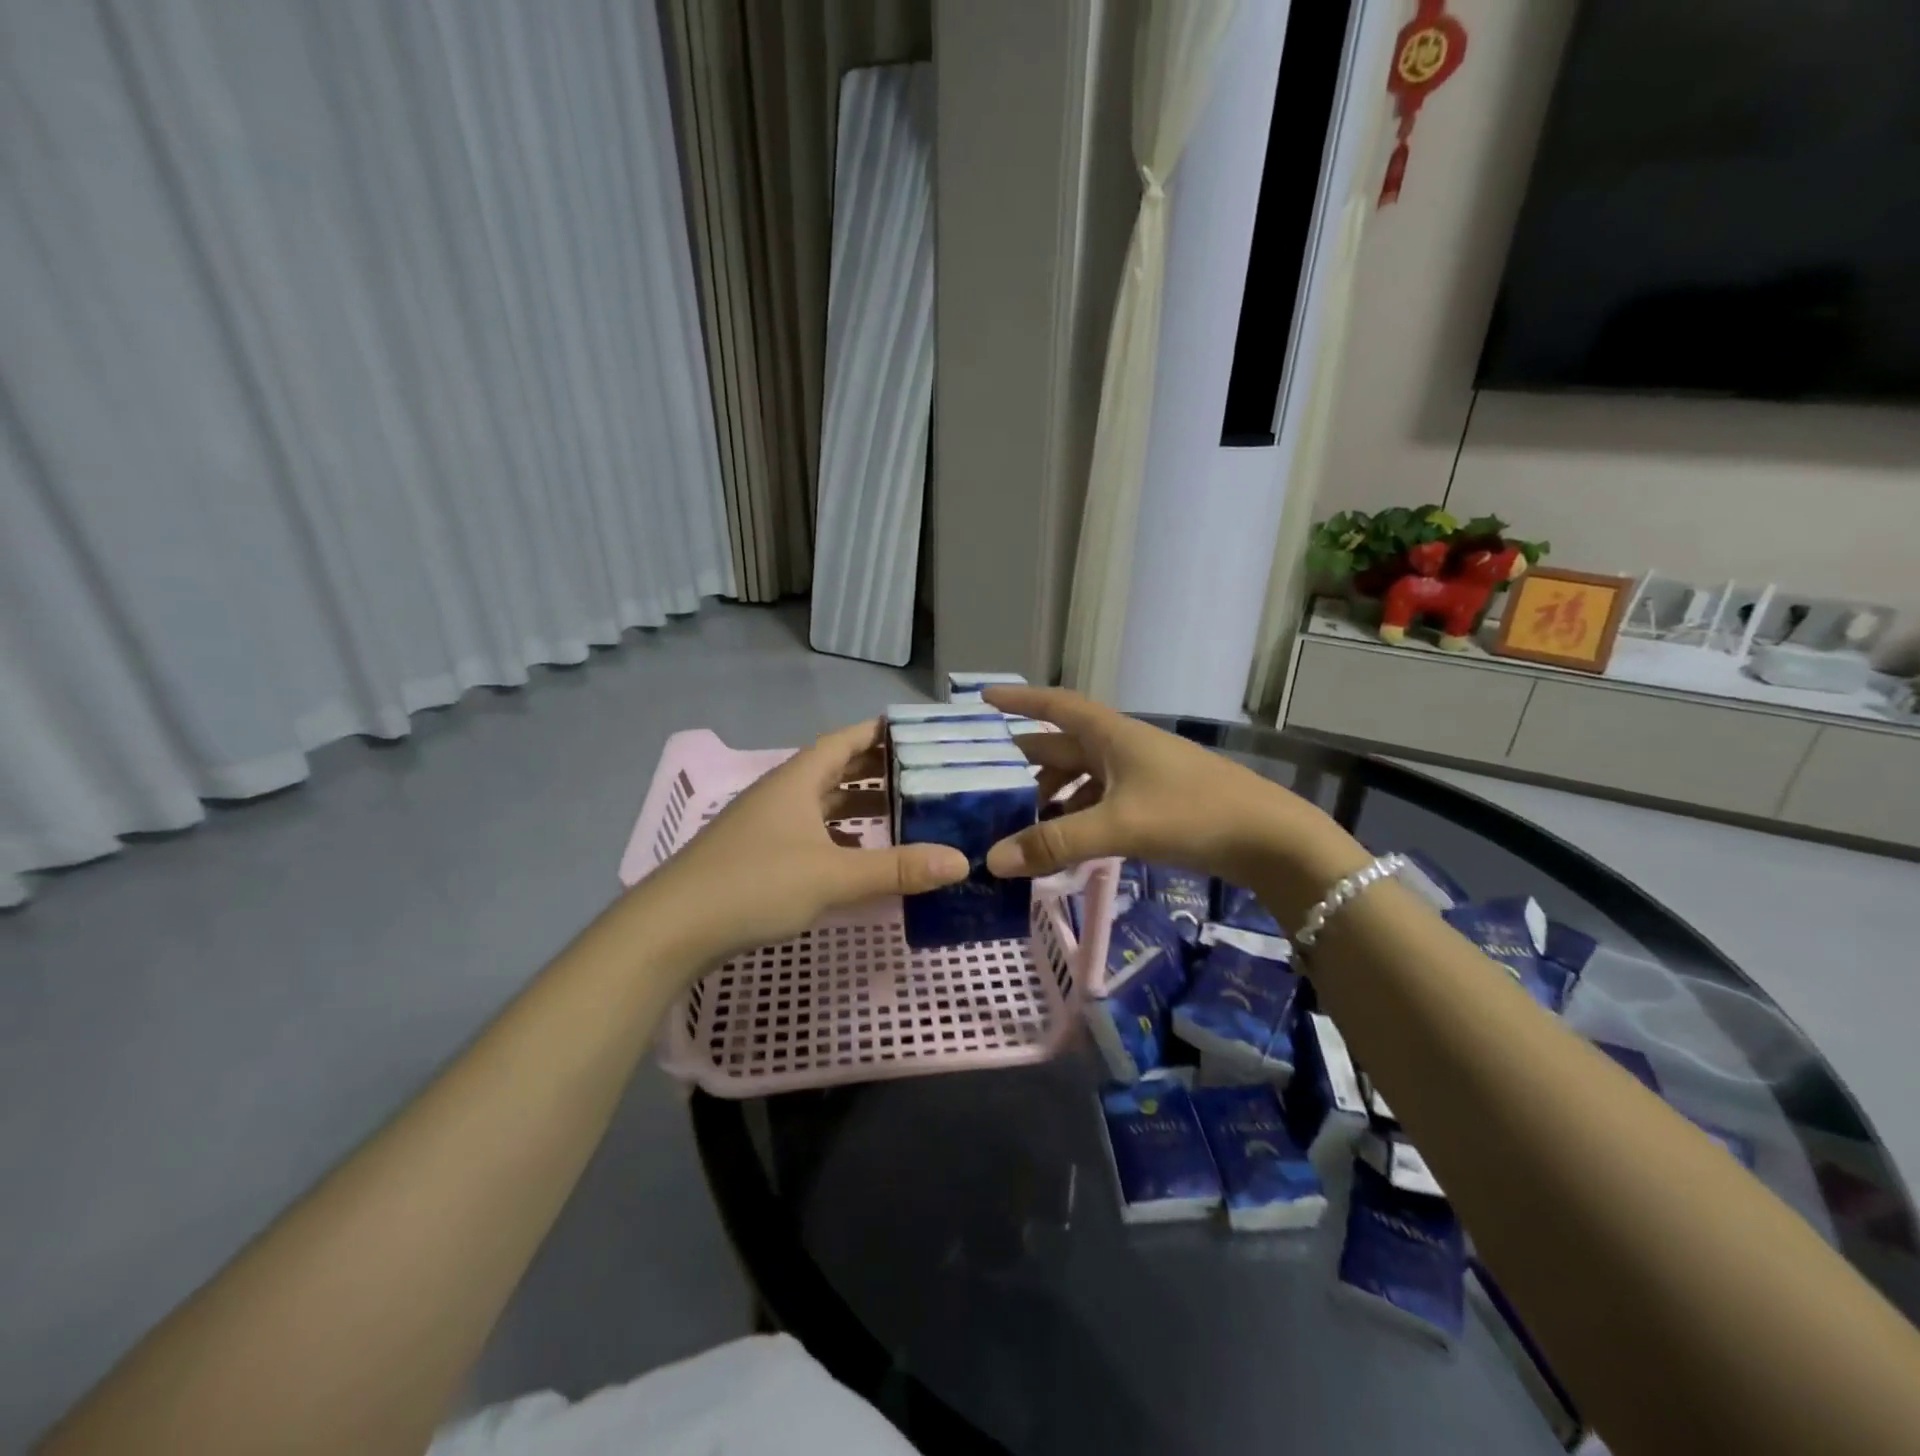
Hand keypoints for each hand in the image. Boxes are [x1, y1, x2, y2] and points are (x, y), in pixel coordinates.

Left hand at [634, 721, 968, 966]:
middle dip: (878, 771)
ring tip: (903, 815)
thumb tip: (961, 861)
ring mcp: (766, 826)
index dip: (880, 732)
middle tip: (924, 776)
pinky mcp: (758, 856)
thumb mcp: (832, 876)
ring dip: (859, 807)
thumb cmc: (754, 885)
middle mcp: (782, 794)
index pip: (845, 740)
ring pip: (822, 805)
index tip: (919, 733)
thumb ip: (896, 868)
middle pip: (836, 770)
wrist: (671, 929)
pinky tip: (858, 856)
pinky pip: (810, 834)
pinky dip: (839, 838)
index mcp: (798, 780)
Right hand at [986, 687, 1369, 921]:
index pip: (1055, 706)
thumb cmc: (1192, 813)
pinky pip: (1099, 804)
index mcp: (1111, 735)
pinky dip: (1076, 819)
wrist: (1270, 838)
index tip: (982, 698)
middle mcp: (1121, 748)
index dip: (1019, 700)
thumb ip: (1055, 844)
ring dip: (1049, 798)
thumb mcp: (1118, 826)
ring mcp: (1138, 776)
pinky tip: (1063, 846)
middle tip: (983, 784)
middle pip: (1061, 747)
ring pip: (1079, 780)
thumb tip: (992, 861)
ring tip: (1017, 825)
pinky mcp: (1152, 804)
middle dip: (1023, 764)